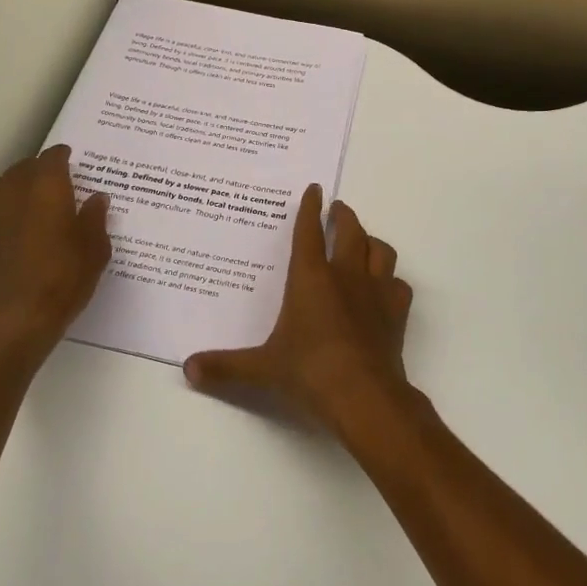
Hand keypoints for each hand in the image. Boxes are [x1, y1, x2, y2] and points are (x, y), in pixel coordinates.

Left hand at [0, 146, 110, 365]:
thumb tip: (97, 198)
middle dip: (39, 170)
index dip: (62, 157)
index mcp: (47, 187)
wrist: (10, 320)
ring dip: (13, 186)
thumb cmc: (62, 279)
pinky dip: (1, 213)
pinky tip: (15, 232)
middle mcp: (14, 192)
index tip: (71, 159)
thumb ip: (95, 219)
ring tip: (30, 202)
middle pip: (23, 167)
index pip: (52, 158)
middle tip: (57, 182)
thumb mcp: (94, 250)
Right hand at [184, 184, 414, 435]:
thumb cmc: (309, 372)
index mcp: (310, 277)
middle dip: (344, 216)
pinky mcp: (396, 313)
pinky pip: (398, 285)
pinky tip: (386, 287)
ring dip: (371, 241)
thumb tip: (188, 368)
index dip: (309, 208)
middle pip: (350, 231)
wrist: (364, 396)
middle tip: (338, 209)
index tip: (314, 189)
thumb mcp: (262, 368)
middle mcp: (345, 275)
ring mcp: (375, 291)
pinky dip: (391, 281)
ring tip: (363, 242)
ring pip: (380, 250)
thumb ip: (226, 366)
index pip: (309, 231)